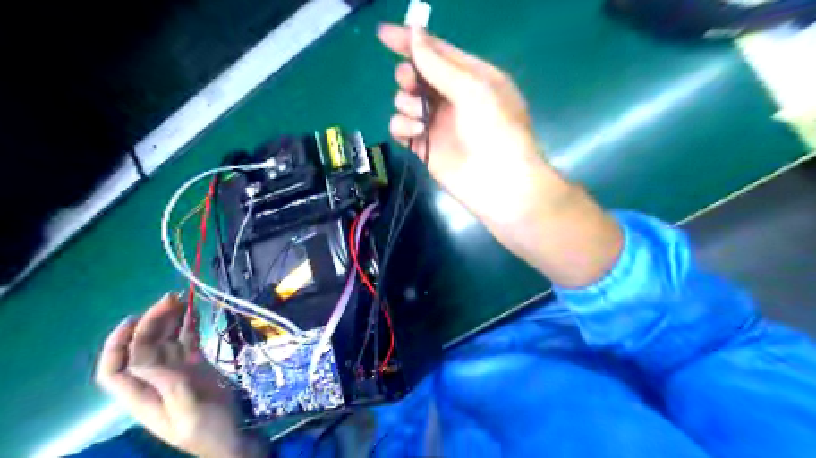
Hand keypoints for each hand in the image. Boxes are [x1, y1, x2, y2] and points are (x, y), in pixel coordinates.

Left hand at [95, 293, 268, 456]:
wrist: (234, 437)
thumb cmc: (208, 431)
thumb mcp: (187, 411)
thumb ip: (168, 385)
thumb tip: (142, 360)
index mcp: (143, 395)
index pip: (115, 369)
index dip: (116, 345)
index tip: (133, 319)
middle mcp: (156, 379)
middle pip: (144, 347)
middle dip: (152, 322)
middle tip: (172, 298)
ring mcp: (178, 370)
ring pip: (167, 340)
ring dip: (171, 319)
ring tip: (183, 297)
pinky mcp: (198, 365)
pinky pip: (189, 341)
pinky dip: (190, 325)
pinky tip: (194, 310)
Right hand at [378, 24, 564, 226]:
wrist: (499, 183)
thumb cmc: (496, 129)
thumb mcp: (473, 88)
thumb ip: (438, 64)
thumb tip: (414, 34)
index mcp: (470, 77)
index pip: (436, 52)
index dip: (410, 41)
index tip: (383, 34)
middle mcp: (451, 97)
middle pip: (415, 76)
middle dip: (408, 76)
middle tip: (411, 84)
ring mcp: (436, 123)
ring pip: (404, 101)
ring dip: (406, 104)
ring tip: (422, 118)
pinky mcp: (423, 146)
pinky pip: (400, 127)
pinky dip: (403, 126)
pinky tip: (417, 132)